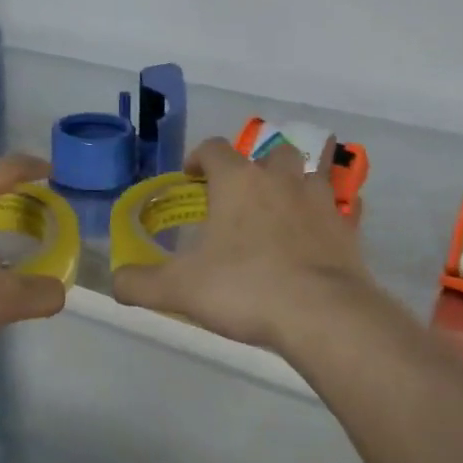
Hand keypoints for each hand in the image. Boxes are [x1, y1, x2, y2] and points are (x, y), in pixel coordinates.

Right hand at [112, 136, 380, 351]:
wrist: (321, 314)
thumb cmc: (244, 289)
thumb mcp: (179, 290)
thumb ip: (140, 283)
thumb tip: (115, 281)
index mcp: (238, 181)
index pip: (214, 148)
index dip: (199, 157)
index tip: (192, 177)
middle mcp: (280, 179)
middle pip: (269, 153)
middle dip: (253, 168)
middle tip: (239, 198)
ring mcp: (320, 200)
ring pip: (308, 174)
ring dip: (293, 185)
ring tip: (279, 213)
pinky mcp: (347, 228)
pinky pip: (338, 209)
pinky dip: (326, 216)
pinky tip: (316, 237)